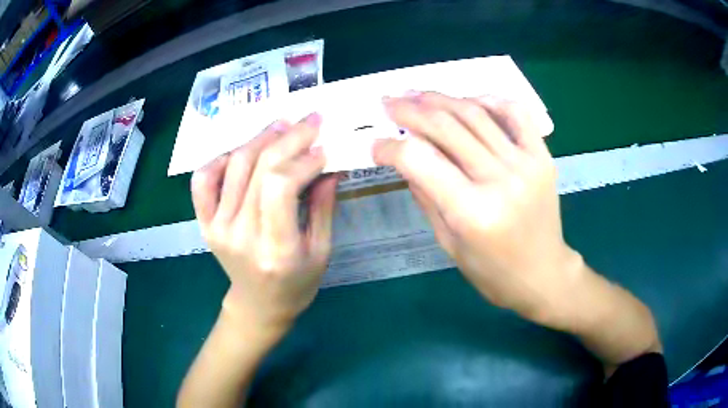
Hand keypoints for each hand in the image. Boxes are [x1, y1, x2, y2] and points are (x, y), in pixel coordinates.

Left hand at [191, 113, 337, 337]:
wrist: (258, 305)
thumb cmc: (296, 285)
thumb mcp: (321, 251)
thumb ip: (324, 206)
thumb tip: (329, 164)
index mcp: (275, 248)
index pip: (281, 185)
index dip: (303, 158)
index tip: (323, 147)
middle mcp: (240, 234)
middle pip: (259, 168)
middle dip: (289, 137)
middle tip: (310, 121)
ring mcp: (217, 226)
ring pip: (234, 165)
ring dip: (260, 138)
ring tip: (282, 125)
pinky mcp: (205, 222)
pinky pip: (203, 180)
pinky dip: (219, 159)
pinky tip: (241, 152)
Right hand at [372, 92, 580, 323]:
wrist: (543, 273)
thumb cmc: (492, 271)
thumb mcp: (448, 243)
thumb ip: (426, 196)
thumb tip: (405, 157)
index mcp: (471, 212)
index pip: (420, 160)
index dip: (390, 147)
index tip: (376, 145)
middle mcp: (499, 180)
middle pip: (445, 127)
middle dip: (409, 110)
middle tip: (389, 102)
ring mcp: (525, 163)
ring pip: (475, 114)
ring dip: (440, 99)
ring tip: (417, 94)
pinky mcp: (542, 156)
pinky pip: (516, 114)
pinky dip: (490, 100)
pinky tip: (469, 99)